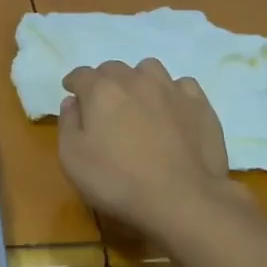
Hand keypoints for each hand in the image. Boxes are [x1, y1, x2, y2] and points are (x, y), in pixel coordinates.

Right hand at [57, 59, 241, 235]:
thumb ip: (67, 124)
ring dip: (138, 80)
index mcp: (101, 90)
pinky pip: (182, 85)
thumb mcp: (73, 160)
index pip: (81, 74)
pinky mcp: (199, 104)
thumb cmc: (118, 181)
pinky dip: (172, 93)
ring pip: (149, 69)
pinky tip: (172, 110)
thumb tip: (72, 102)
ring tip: (139, 101)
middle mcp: (135, 80)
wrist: (182, 198)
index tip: (72, 93)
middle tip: (104, 105)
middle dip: (104, 81)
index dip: (74, 83)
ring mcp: (170, 89)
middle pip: (114, 68)